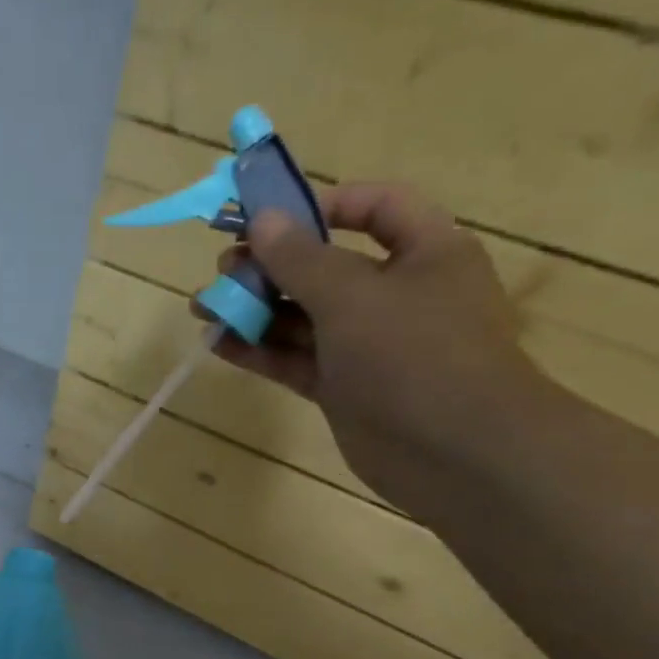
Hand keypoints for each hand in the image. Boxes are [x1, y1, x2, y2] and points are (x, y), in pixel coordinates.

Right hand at [203, 183, 551, 513]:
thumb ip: (301, 258)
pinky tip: (218, 344)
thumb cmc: (414, 354)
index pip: (375, 208)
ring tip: (204, 309)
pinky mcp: (344, 387)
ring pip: (304, 317)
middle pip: (325, 266)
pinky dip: (259, 350)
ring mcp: (368, 345)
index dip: (321, 205)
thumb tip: (262, 219)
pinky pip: (296, 359)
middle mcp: (397, 294)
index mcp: (424, 252)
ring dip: (254, 310)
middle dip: (271, 266)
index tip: (267, 218)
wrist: (454, 453)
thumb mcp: (352, 296)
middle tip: (222, 271)